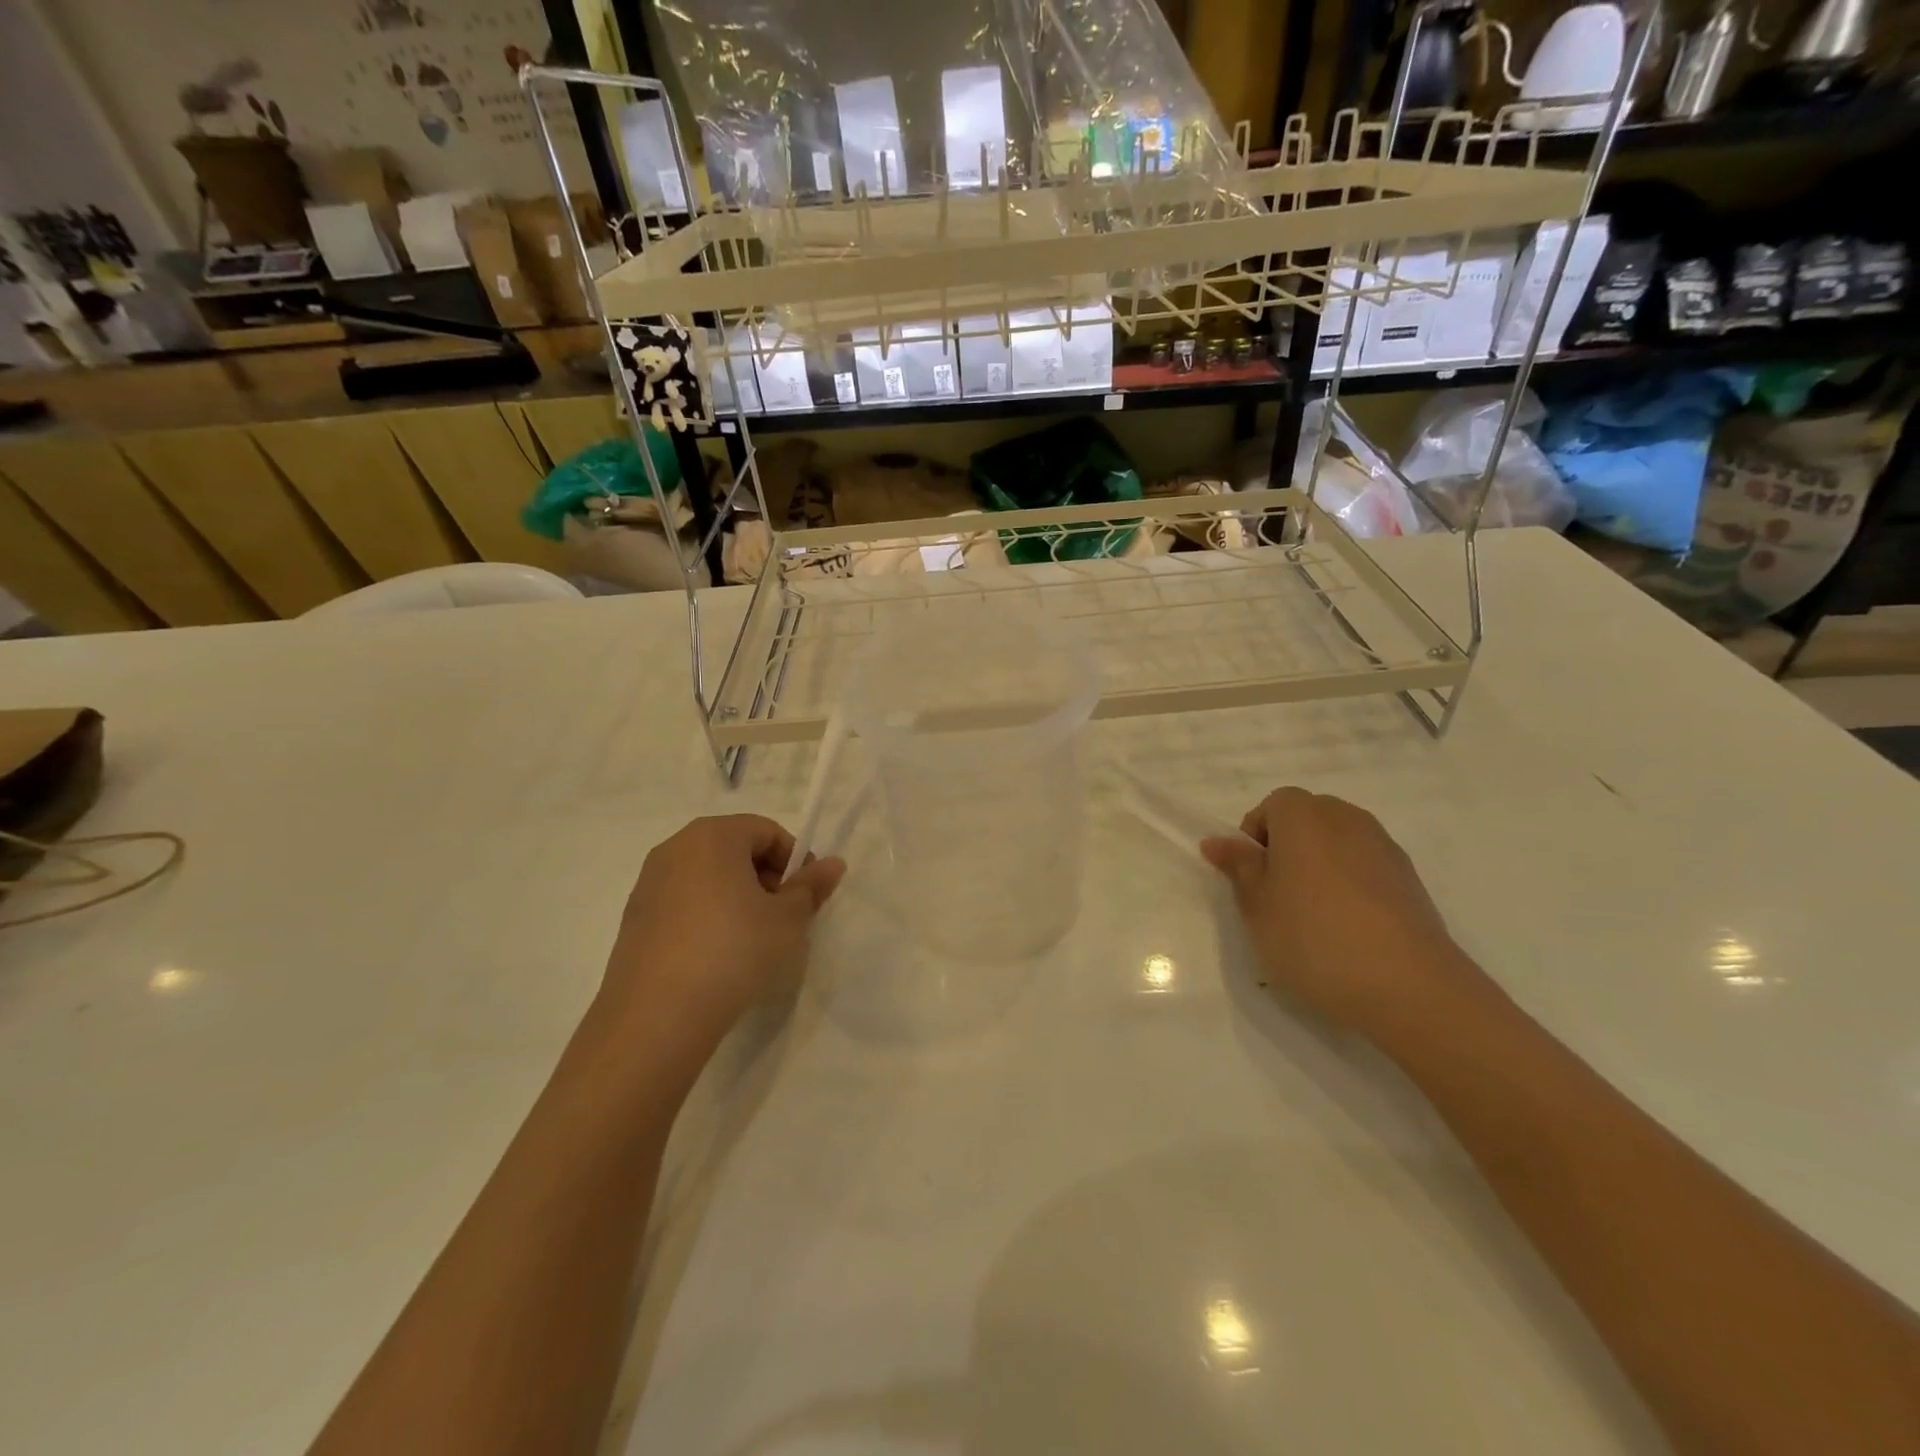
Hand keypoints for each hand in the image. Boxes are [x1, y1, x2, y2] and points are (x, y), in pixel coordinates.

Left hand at [588, 815, 843, 1081]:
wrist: (656, 1016)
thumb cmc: (733, 950)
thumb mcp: (786, 920)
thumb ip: (812, 886)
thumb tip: (834, 863)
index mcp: (713, 835)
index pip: (767, 831)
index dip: (795, 860)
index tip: (806, 896)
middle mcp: (676, 848)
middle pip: (735, 849)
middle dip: (766, 877)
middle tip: (784, 917)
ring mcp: (649, 883)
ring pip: (708, 876)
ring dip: (737, 897)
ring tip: (753, 939)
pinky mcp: (635, 917)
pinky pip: (684, 902)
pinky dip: (708, 915)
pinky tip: (719, 955)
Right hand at [1201, 788, 1495, 1045]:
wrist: (1408, 986)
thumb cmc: (1312, 938)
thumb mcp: (1257, 906)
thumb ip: (1239, 867)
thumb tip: (1217, 840)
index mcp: (1304, 817)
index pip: (1272, 805)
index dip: (1256, 837)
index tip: (1252, 877)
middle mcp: (1346, 819)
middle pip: (1308, 818)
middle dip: (1288, 847)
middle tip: (1277, 896)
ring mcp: (1384, 847)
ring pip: (1338, 843)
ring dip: (1320, 866)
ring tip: (1314, 917)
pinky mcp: (1411, 879)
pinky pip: (1366, 867)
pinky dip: (1351, 886)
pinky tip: (1349, 930)